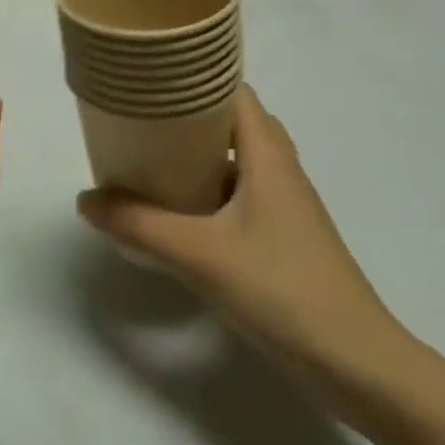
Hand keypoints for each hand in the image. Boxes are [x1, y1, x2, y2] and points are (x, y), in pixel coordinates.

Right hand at [76, 85, 405, 379]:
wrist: (358, 366)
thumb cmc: (282, 290)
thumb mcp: (200, 254)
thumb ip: (140, 225)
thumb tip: (86, 200)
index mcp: (268, 155)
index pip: (234, 91)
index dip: (196, 78)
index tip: (153, 80)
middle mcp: (281, 170)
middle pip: (234, 123)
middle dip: (190, 117)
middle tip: (145, 120)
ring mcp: (286, 207)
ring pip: (239, 162)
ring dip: (200, 156)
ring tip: (153, 159)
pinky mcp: (285, 239)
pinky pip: (242, 195)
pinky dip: (211, 191)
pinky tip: (182, 214)